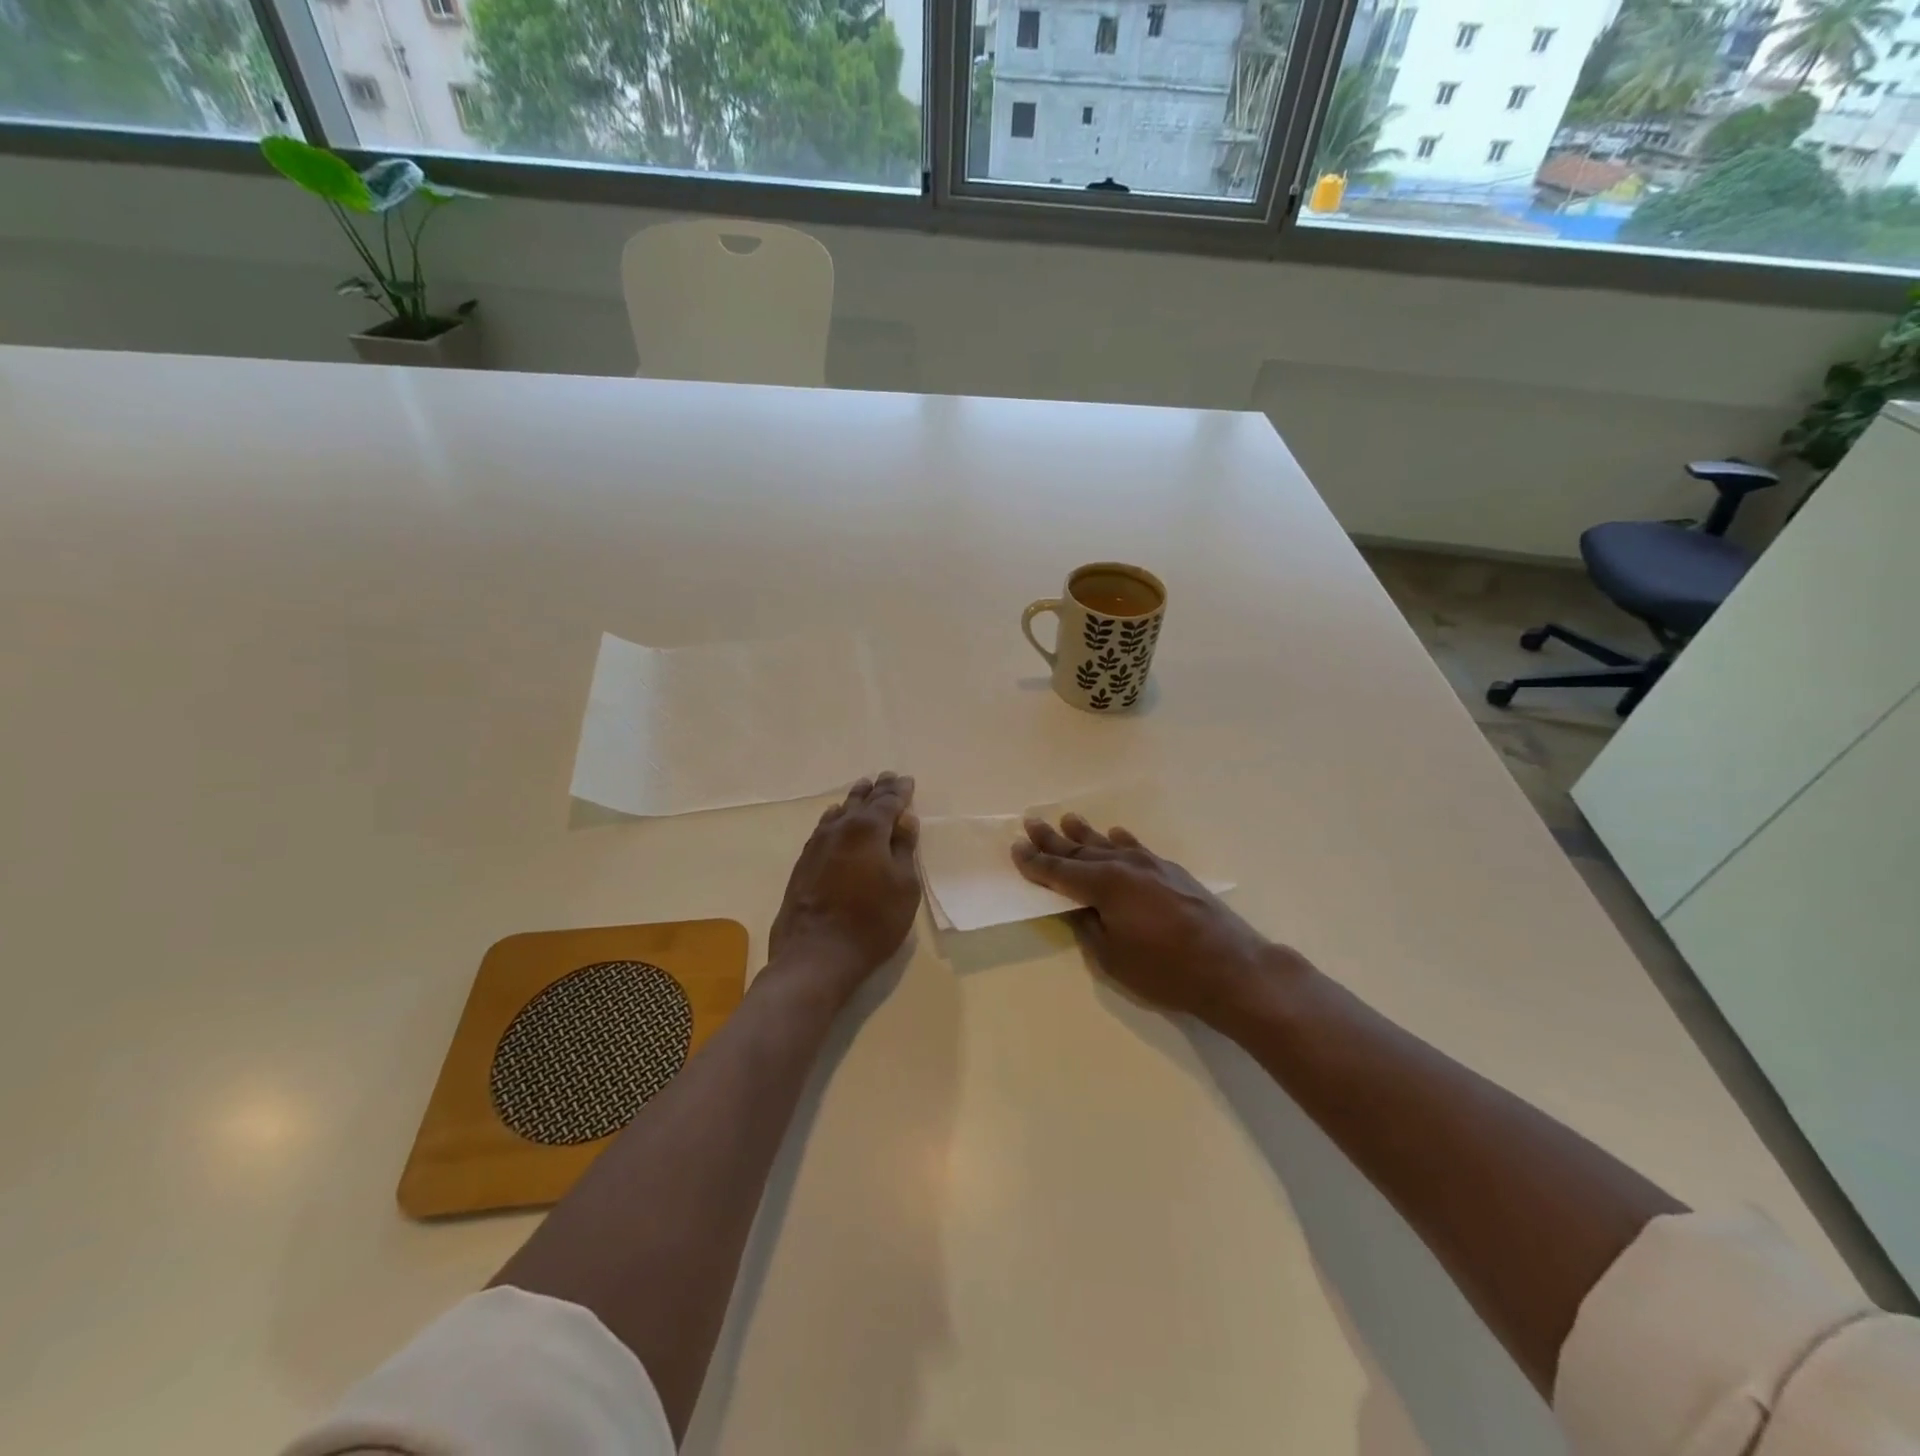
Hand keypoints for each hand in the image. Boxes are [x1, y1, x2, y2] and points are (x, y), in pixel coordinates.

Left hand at [769, 772, 920, 998]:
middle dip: (877, 789)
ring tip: (862, 789)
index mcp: (869, 830)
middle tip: (886, 776)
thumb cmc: (872, 921)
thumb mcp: (904, 887)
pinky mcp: (804, 863)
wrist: (816, 953)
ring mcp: (817, 844)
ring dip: (854, 800)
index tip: (907, 780)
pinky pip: (823, 828)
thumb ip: (904, 849)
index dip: (900, 791)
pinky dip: (834, 818)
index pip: (888, 802)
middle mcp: (841, 829)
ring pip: (839, 812)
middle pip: (862, 801)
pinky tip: (833, 817)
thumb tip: (905, 821)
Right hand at [1011, 815, 1304, 1023]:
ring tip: (1067, 819)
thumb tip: (1079, 908)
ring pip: (1109, 845)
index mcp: (1104, 886)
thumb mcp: (1113, 958)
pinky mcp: (1173, 872)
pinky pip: (1137, 848)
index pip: (1059, 871)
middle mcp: (1125, 866)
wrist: (1231, 967)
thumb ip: (1089, 927)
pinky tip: (1116, 834)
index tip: (1016, 847)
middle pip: (1081, 851)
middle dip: (1053, 839)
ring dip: (1086, 834)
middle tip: (1031, 821)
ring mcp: (1152, 865)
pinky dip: (1122, 841)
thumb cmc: (1166, 970)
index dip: (1035, 862)